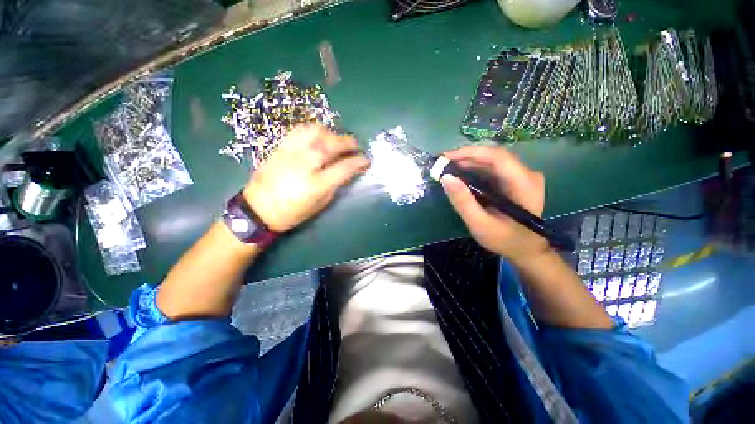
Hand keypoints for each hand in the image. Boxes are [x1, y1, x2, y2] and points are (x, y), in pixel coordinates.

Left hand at [243, 125, 368, 231]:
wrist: (258, 209)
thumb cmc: (292, 213)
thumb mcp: (320, 204)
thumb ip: (335, 185)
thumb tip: (347, 171)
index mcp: (316, 184)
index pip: (344, 167)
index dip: (358, 162)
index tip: (366, 160)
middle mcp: (304, 164)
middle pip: (331, 145)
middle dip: (348, 142)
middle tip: (356, 145)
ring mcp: (290, 153)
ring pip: (315, 132)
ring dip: (331, 133)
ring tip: (336, 140)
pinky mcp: (280, 147)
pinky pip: (299, 130)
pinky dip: (313, 130)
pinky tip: (318, 136)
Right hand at [440, 146, 549, 262]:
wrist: (526, 250)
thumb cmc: (504, 240)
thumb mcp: (479, 224)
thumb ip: (463, 201)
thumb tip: (445, 177)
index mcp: (523, 184)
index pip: (497, 157)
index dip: (470, 153)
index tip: (446, 157)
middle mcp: (527, 174)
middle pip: (494, 157)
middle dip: (466, 157)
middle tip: (443, 164)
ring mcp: (522, 176)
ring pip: (492, 162)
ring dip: (469, 163)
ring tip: (448, 168)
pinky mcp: (515, 180)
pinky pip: (493, 169)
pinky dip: (475, 170)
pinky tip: (461, 175)